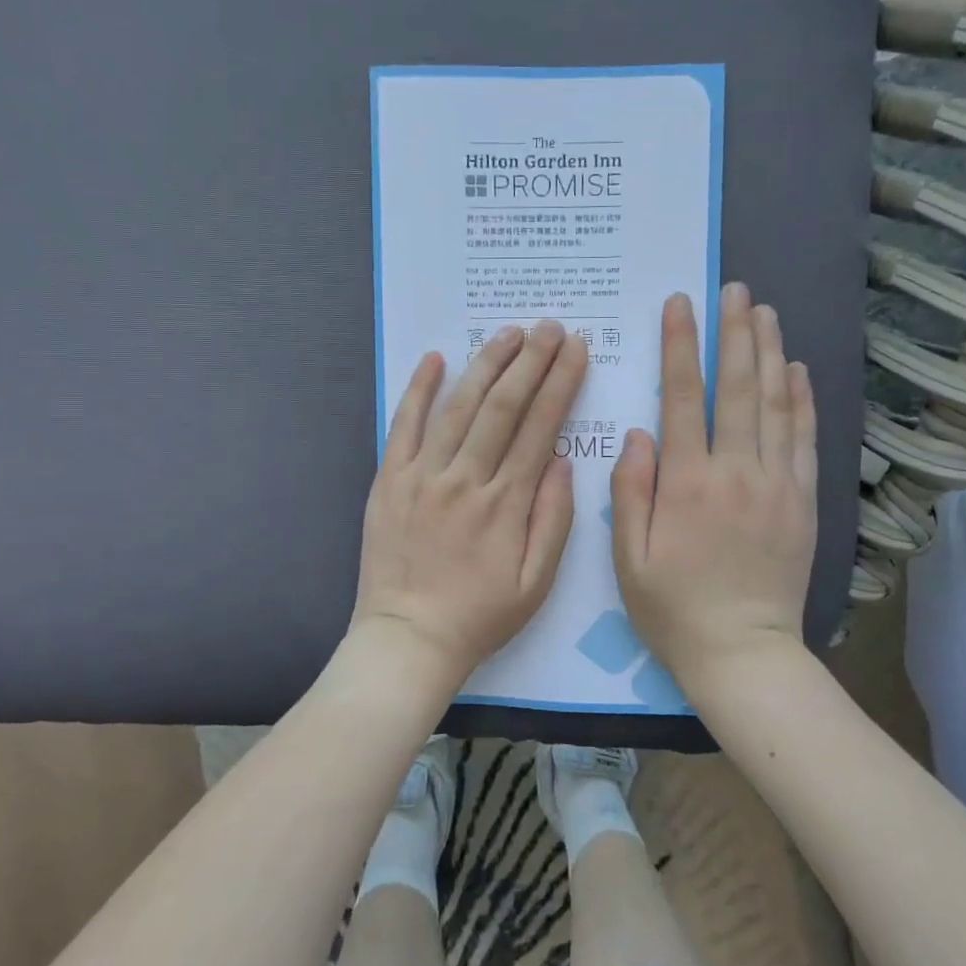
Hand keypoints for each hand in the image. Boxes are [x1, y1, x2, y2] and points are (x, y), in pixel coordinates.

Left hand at [352, 321, 587, 694]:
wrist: (407, 639)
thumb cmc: (479, 616)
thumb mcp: (536, 583)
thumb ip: (554, 519)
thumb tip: (563, 459)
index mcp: (505, 503)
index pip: (540, 427)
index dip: (560, 383)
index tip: (576, 350)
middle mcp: (465, 479)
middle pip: (502, 406)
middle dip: (530, 361)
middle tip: (550, 327)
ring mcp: (422, 476)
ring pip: (458, 407)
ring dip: (485, 364)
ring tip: (509, 333)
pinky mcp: (388, 480)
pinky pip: (403, 425)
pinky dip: (418, 390)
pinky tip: (435, 358)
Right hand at [610, 283, 818, 695]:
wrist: (744, 653)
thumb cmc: (674, 608)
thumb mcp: (628, 559)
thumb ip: (630, 492)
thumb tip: (640, 434)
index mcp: (687, 484)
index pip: (682, 398)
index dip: (679, 346)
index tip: (679, 304)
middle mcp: (735, 472)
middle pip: (737, 387)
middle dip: (733, 333)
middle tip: (734, 290)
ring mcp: (776, 484)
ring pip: (775, 404)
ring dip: (769, 353)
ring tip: (764, 312)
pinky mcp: (803, 502)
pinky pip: (805, 439)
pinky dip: (802, 399)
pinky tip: (796, 369)